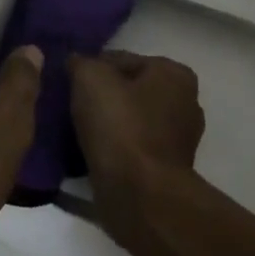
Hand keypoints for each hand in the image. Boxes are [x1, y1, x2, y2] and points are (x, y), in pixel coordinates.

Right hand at [68, 51, 204, 240]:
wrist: (139, 196)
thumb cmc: (120, 127)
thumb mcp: (91, 78)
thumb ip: (81, 62)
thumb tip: (76, 62)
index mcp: (174, 74)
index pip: (121, 59)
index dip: (91, 68)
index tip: (69, 83)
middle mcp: (185, 102)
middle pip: (128, 90)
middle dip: (102, 96)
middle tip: (71, 106)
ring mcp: (179, 139)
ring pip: (130, 119)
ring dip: (107, 124)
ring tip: (76, 131)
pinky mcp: (167, 169)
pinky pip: (132, 147)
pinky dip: (114, 148)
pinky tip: (91, 152)